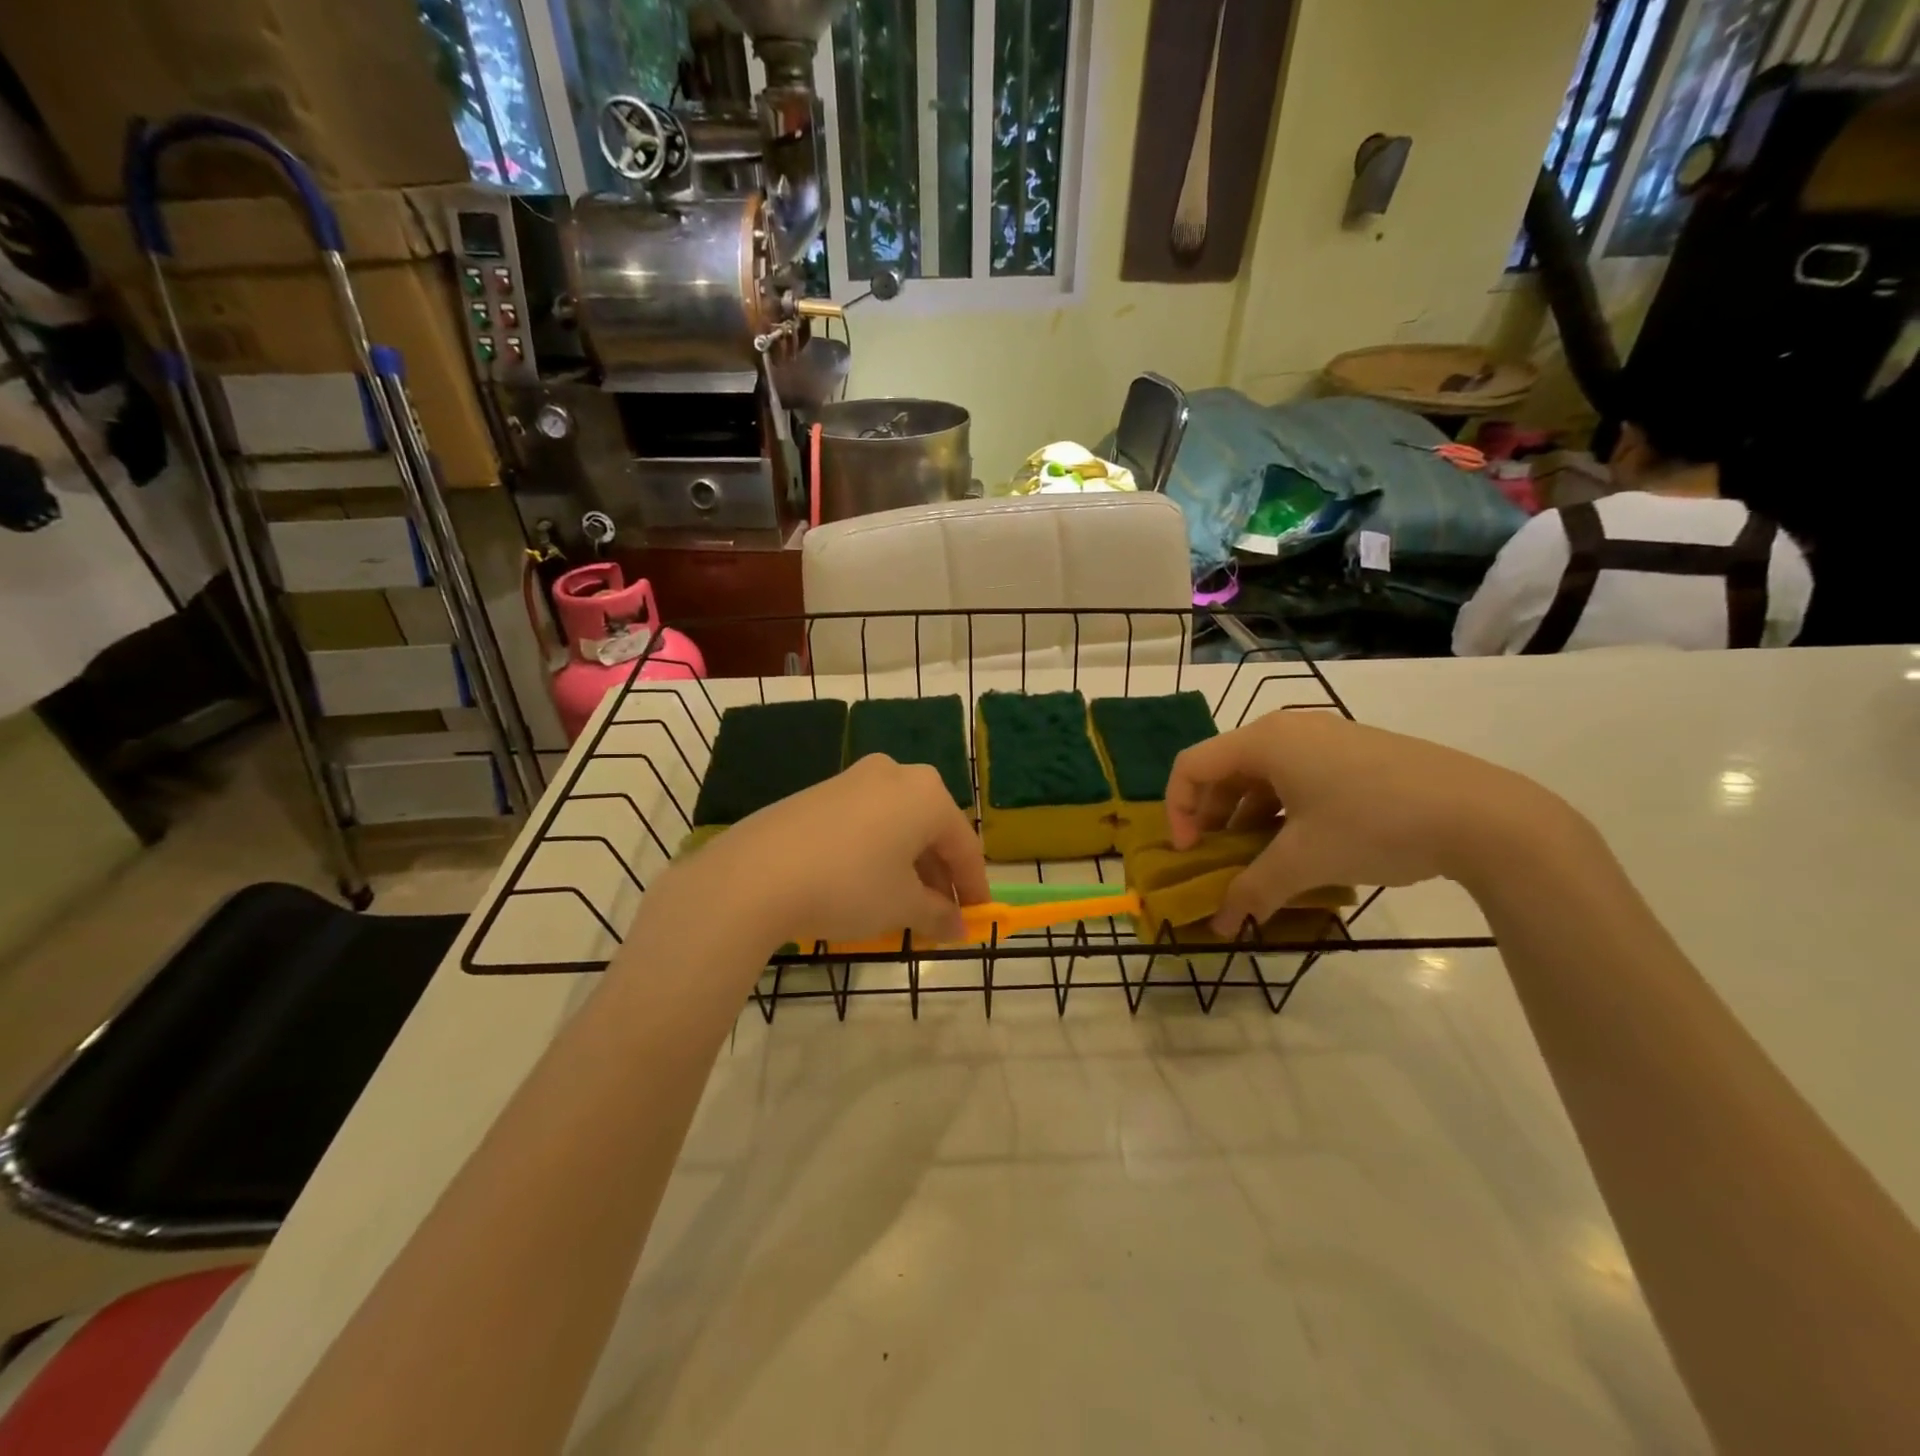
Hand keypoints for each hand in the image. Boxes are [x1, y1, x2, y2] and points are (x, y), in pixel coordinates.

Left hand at [689, 753, 989, 949]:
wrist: (755, 875)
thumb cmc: (848, 885)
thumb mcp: (901, 906)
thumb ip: (938, 915)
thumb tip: (959, 928)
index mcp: (926, 793)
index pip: (964, 845)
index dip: (974, 886)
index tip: (978, 918)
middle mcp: (894, 774)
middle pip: (930, 830)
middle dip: (939, 877)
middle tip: (939, 917)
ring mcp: (853, 779)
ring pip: (897, 825)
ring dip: (907, 866)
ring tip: (902, 907)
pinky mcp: (819, 793)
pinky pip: (864, 822)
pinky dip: (876, 852)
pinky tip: (864, 885)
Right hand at [1166, 710, 1572, 933]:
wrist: (1486, 815)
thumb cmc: (1375, 825)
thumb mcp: (1305, 862)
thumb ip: (1253, 891)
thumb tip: (1220, 926)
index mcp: (1264, 742)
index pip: (1192, 767)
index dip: (1177, 811)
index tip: (1190, 853)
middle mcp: (1288, 730)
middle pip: (1225, 770)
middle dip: (1212, 818)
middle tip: (1219, 860)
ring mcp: (1326, 738)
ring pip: (1263, 776)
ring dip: (1247, 818)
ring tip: (1260, 861)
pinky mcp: (1356, 753)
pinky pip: (1297, 778)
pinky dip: (1282, 811)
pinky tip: (1302, 847)